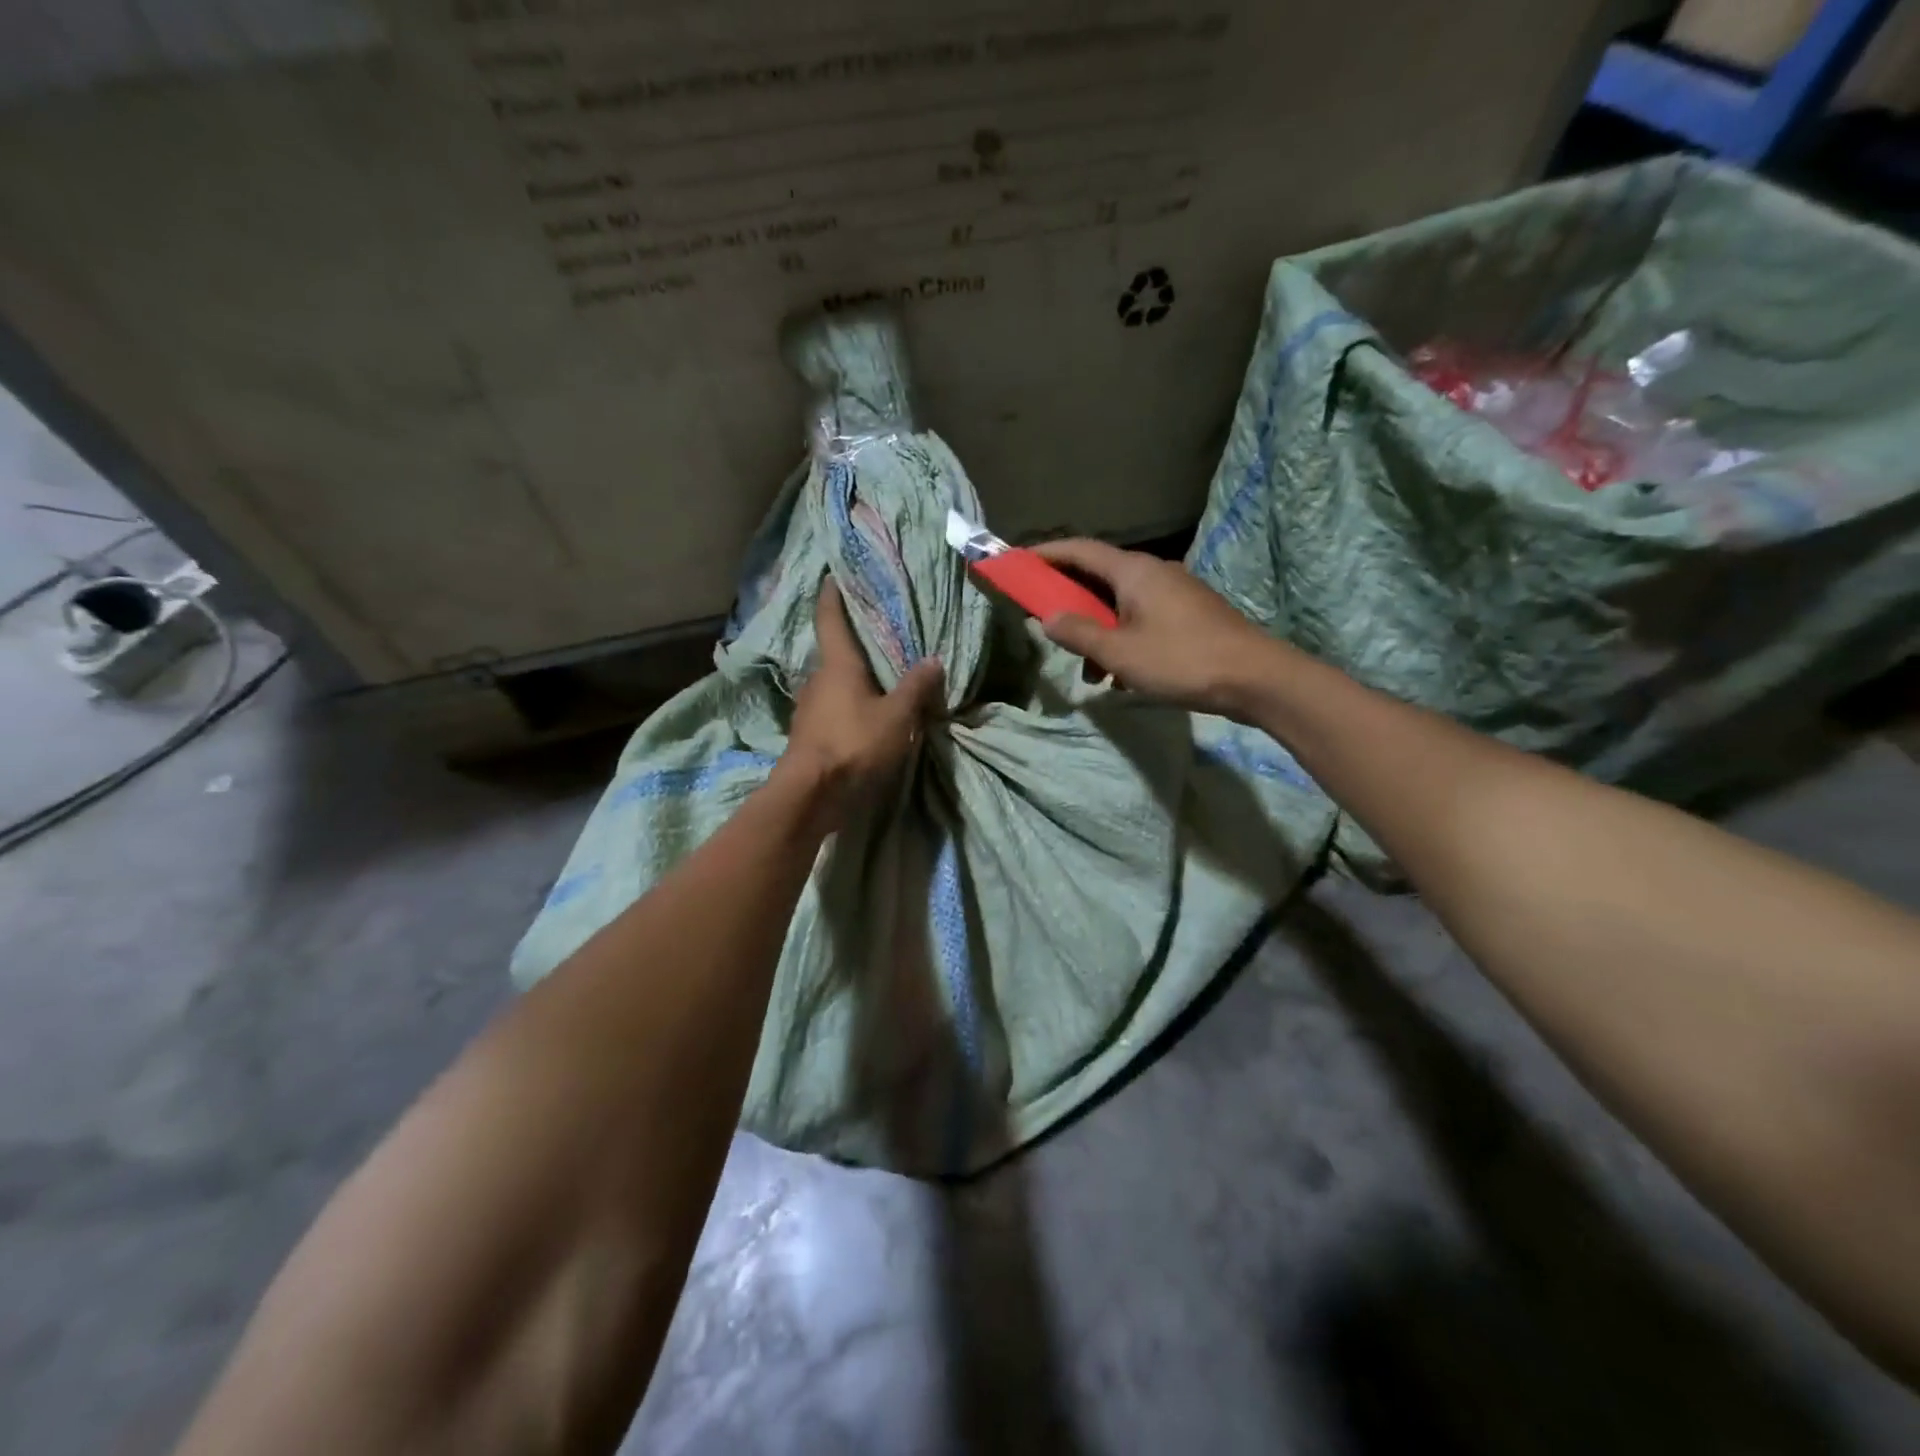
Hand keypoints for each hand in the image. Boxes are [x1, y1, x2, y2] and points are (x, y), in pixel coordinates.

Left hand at [781, 578, 944, 826]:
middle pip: (834, 654)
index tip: (832, 577)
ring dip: (852, 679)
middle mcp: (818, 680)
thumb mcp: (896, 717)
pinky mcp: (810, 735)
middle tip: (875, 634)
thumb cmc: (853, 744)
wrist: (811, 793)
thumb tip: (934, 660)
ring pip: (834, 684)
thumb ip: (915, 688)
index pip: (830, 620)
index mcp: (837, 665)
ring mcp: (810, 709)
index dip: (832, 597)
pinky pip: (833, 709)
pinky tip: (866, 715)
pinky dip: (849, 705)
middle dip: (852, 644)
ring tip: (878, 677)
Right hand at [1034, 539, 1282, 718]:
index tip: (1018, 562)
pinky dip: (1122, 640)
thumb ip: (1079, 633)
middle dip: (1069, 601)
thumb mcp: (1120, 653)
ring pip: (1120, 605)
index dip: (1047, 553)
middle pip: (1099, 577)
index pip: (1080, 550)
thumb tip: (1048, 618)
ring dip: (1097, 631)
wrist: (1255, 678)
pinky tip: (1120, 677)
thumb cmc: (1181, 660)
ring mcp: (1175, 594)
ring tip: (1088, 671)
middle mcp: (1154, 573)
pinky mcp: (1188, 616)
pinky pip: (1142, 619)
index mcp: (1134, 571)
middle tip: (1044, 621)